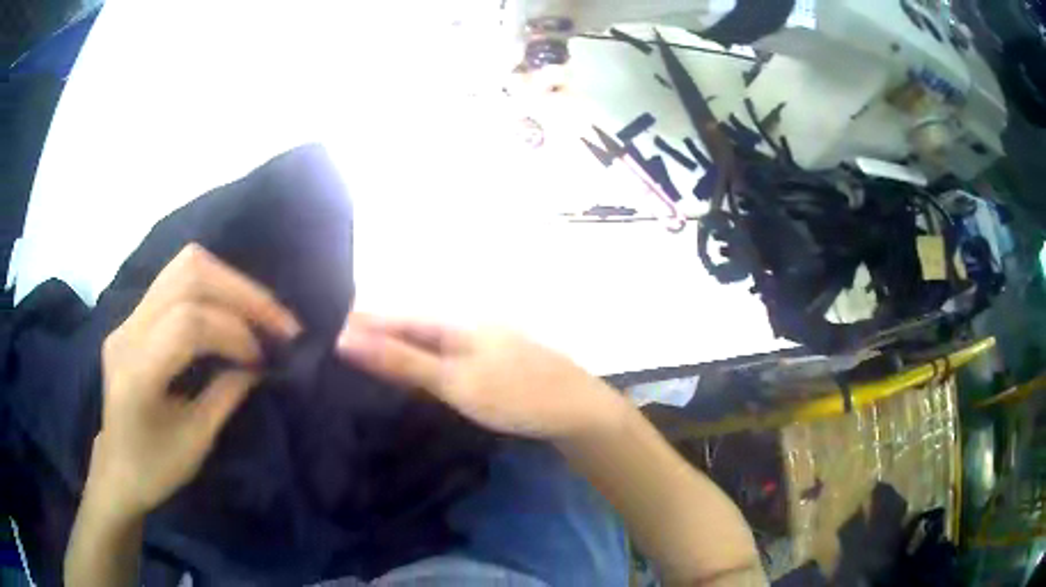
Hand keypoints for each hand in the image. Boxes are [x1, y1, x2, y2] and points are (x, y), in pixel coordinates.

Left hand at [92, 244, 299, 517]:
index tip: (263, 358)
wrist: (116, 470)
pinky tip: (232, 314)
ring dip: (229, 284)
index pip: (188, 322)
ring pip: (183, 267)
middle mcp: (127, 331)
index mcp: (136, 370)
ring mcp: (128, 318)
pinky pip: (177, 283)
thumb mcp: (196, 442)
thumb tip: (259, 362)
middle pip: (187, 274)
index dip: (233, 332)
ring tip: (260, 312)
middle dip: (240, 292)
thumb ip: (226, 395)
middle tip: (277, 320)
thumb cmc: (155, 469)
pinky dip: (214, 290)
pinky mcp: (134, 318)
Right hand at [336, 314, 626, 439]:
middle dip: (369, 336)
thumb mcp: (453, 379)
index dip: (357, 324)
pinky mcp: (483, 367)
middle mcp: (459, 326)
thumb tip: (345, 336)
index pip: (390, 317)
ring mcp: (474, 346)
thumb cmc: (514, 393)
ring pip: (421, 344)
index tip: (319, 330)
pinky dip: (414, 366)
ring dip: (390, 351)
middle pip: (404, 329)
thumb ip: (400, 360)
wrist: (574, 410)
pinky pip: (438, 360)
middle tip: (328, 349)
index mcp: (450, 322)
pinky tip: (403, 376)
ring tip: (354, 362)